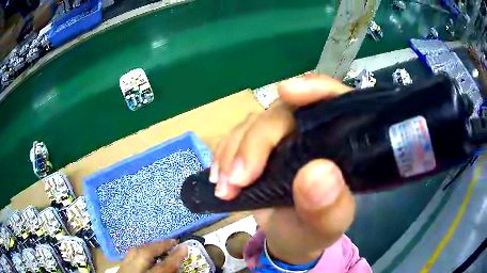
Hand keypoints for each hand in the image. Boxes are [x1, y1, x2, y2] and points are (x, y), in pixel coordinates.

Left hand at [118, 240, 187, 272]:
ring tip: (160, 245)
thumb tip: (176, 266)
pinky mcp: (120, 266)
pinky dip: (139, 251)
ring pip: (135, 251)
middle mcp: (134, 270)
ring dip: (149, 246)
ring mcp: (124, 267)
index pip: (163, 267)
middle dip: (160, 245)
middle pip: (145, 253)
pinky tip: (145, 252)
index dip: (175, 257)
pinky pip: (130, 254)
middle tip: (173, 241)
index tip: (185, 247)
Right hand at [210, 74, 355, 264]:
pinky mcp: (259, 146)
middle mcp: (312, 132)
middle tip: (237, 180)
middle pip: (283, 112)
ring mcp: (283, 137)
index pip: (336, 101)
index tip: (286, 92)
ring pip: (254, 123)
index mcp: (340, 144)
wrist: (289, 239)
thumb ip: (329, 206)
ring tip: (225, 188)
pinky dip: (223, 154)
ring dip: (233, 152)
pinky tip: (219, 177)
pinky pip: (236, 137)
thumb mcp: (327, 226)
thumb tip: (317, 173)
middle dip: (256, 142)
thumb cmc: (313, 232)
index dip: (314, 89)